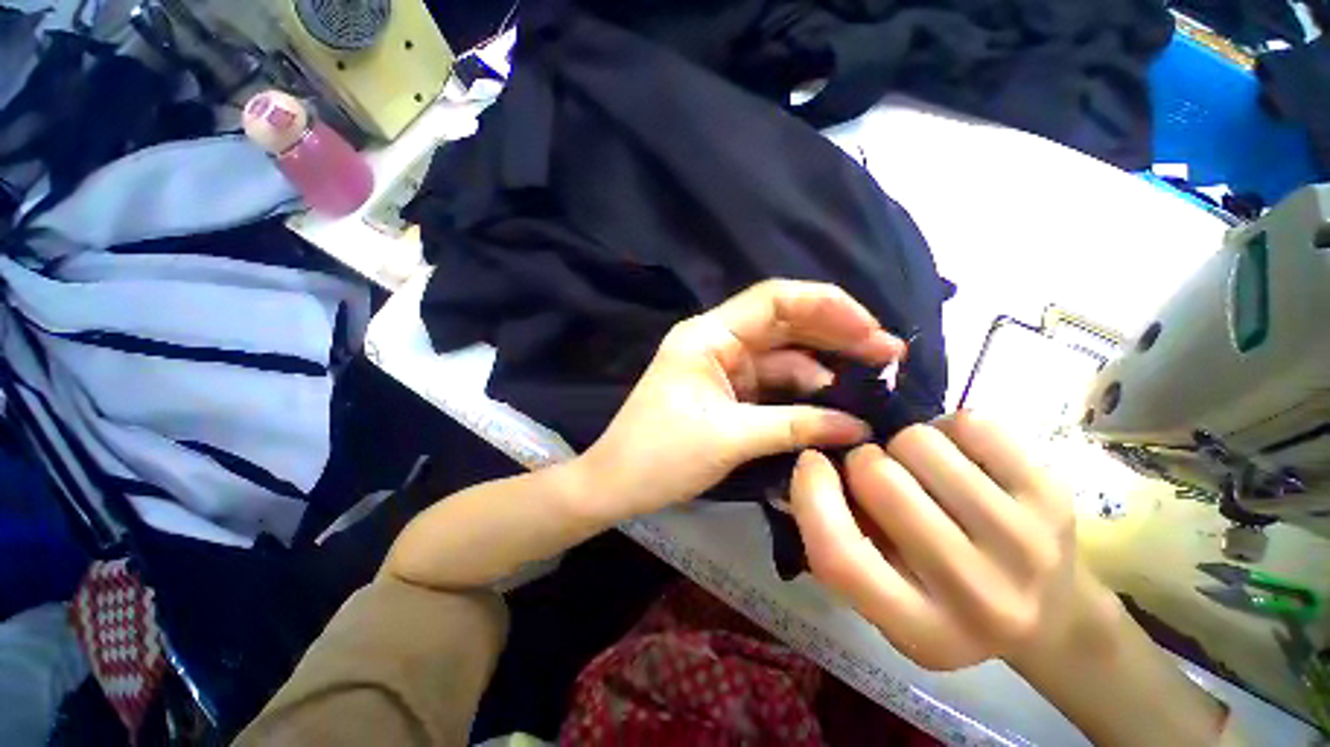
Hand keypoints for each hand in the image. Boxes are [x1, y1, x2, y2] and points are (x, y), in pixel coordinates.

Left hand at [578, 280, 904, 521]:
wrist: (616, 482)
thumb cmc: (662, 455)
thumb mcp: (732, 437)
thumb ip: (797, 425)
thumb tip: (858, 427)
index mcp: (709, 335)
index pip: (775, 300)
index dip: (828, 307)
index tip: (871, 331)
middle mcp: (716, 339)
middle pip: (784, 322)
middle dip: (835, 332)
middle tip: (887, 352)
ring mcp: (721, 364)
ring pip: (780, 352)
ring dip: (822, 362)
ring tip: (870, 376)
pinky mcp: (724, 389)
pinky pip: (769, 379)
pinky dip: (800, 387)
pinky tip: (829, 397)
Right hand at [790, 412, 1099, 670]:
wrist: (1053, 615)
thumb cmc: (946, 601)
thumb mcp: (883, 595)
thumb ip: (838, 539)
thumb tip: (810, 467)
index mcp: (920, 631)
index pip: (839, 554)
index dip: (811, 494)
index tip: (810, 461)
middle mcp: (977, 595)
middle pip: (879, 478)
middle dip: (863, 461)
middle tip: (880, 475)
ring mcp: (1025, 542)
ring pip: (918, 442)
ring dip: (905, 445)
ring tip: (923, 471)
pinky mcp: (1053, 494)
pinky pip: (968, 424)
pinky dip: (950, 430)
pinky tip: (961, 459)